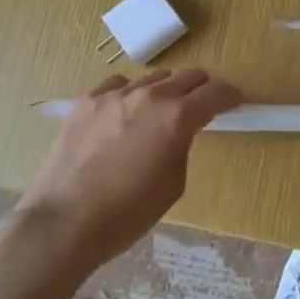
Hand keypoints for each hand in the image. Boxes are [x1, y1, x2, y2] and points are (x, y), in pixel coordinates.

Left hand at [21, 69, 241, 265]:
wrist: (63, 222)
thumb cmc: (127, 214)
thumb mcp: (174, 183)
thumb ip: (183, 145)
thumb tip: (181, 131)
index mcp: (177, 118)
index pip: (216, 92)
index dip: (231, 96)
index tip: (235, 103)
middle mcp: (149, 96)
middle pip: (189, 76)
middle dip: (202, 89)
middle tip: (202, 108)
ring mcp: (115, 94)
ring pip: (154, 77)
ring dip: (166, 91)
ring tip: (159, 114)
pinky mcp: (87, 100)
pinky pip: (119, 85)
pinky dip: (131, 94)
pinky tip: (124, 114)